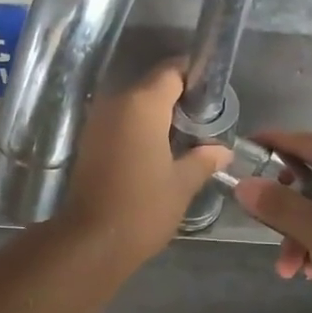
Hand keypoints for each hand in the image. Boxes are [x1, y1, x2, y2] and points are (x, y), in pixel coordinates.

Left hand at [57, 62, 231, 268]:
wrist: (92, 241)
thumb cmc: (143, 207)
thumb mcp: (182, 184)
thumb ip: (203, 159)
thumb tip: (223, 150)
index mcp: (142, 104)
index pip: (172, 70)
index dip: (195, 76)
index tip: (213, 95)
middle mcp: (116, 103)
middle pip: (152, 85)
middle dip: (179, 98)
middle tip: (204, 121)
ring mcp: (98, 121)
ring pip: (135, 104)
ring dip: (158, 115)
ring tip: (184, 138)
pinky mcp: (89, 141)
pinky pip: (121, 122)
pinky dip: (140, 128)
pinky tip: (159, 151)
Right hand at [231, 131, 311, 312]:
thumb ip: (276, 204)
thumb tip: (243, 184)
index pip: (305, 141)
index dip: (272, 143)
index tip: (244, 148)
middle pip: (311, 178)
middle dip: (284, 210)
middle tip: (263, 224)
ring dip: (299, 235)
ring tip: (288, 269)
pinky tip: (310, 271)